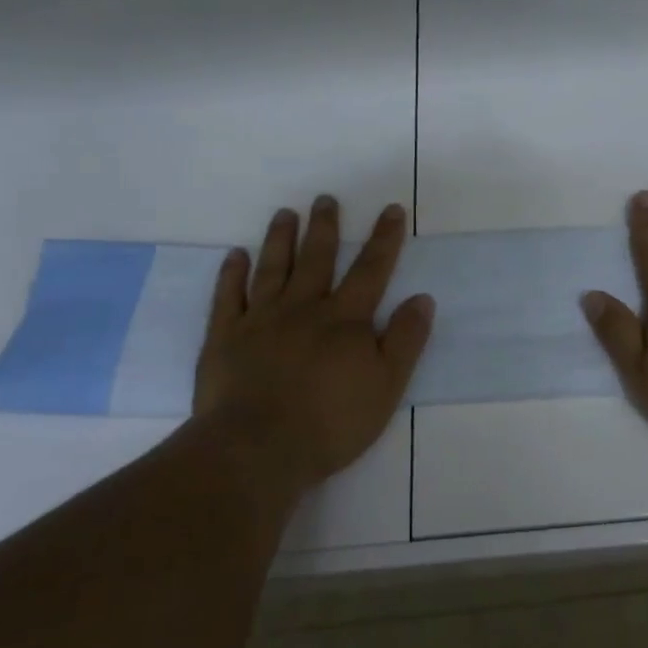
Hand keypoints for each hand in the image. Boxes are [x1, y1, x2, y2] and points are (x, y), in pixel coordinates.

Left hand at [194, 196, 433, 495]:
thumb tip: (422, 298)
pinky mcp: (224, 338)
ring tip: (284, 214)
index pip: (370, 270)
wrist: (257, 449)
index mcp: (344, 320)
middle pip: (317, 259)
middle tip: (325, 198)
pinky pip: (228, 297)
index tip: (390, 209)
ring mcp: (260, 320)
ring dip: (280, 239)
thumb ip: (405, 340)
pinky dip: (231, 274)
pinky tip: (235, 255)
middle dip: (324, 227)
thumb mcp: (386, 386)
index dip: (383, 239)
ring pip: (272, 269)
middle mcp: (303, 308)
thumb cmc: (330, 422)